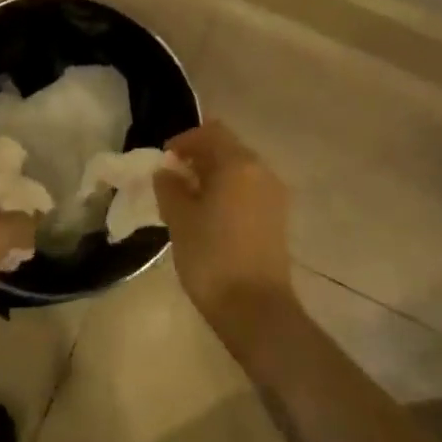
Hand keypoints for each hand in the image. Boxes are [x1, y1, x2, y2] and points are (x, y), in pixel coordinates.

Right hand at [154, 123, 294, 347]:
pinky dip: (227, 193)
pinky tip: (208, 217)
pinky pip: (248, 191)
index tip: (164, 160)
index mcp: (239, 163)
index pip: (210, 132)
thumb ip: (170, 187)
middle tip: (172, 180)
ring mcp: (274, 196)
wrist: (256, 309)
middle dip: (198, 158)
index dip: (184, 140)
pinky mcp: (277, 219)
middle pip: (227, 149)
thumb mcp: (179, 218)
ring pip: (239, 171)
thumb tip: (167, 172)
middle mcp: (262, 171)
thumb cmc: (212, 257)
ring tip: (187, 200)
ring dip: (213, 176)